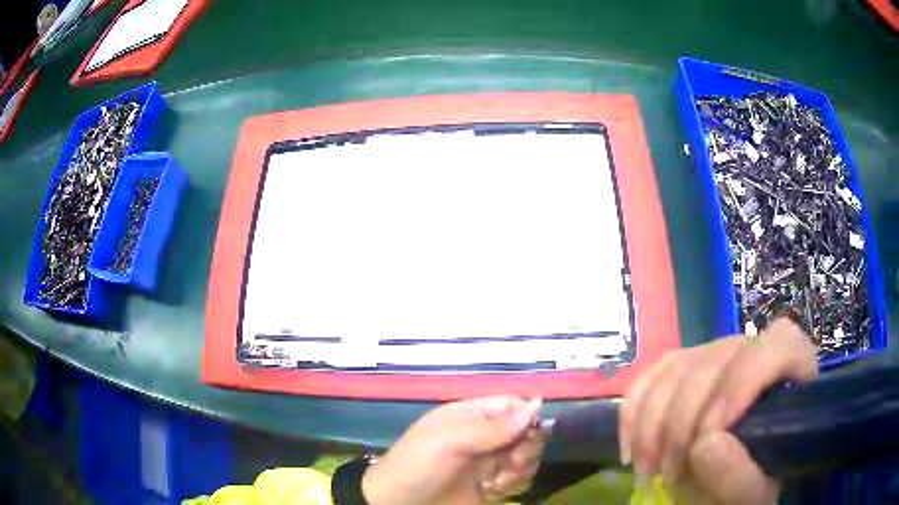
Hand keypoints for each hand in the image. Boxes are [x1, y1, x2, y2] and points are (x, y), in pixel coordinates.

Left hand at [362, 396, 543, 504]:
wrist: (399, 504)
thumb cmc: (419, 465)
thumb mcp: (451, 440)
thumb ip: (494, 427)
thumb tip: (538, 403)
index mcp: (470, 416)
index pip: (511, 405)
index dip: (527, 415)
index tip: (532, 431)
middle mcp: (484, 437)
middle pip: (525, 432)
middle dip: (527, 446)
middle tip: (514, 461)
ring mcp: (488, 463)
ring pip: (526, 456)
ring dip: (521, 468)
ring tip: (499, 480)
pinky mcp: (491, 485)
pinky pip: (519, 479)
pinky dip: (514, 484)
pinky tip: (494, 490)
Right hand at [619, 318, 818, 503]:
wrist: (729, 484)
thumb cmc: (753, 486)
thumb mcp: (753, 495)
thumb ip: (740, 476)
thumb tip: (706, 443)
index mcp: (792, 372)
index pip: (777, 346)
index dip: (741, 383)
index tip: (707, 438)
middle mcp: (755, 350)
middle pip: (714, 362)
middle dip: (683, 426)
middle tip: (670, 479)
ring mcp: (715, 355)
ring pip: (676, 369)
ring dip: (652, 427)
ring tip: (650, 472)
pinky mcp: (681, 369)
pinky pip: (649, 378)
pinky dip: (633, 416)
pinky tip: (632, 451)